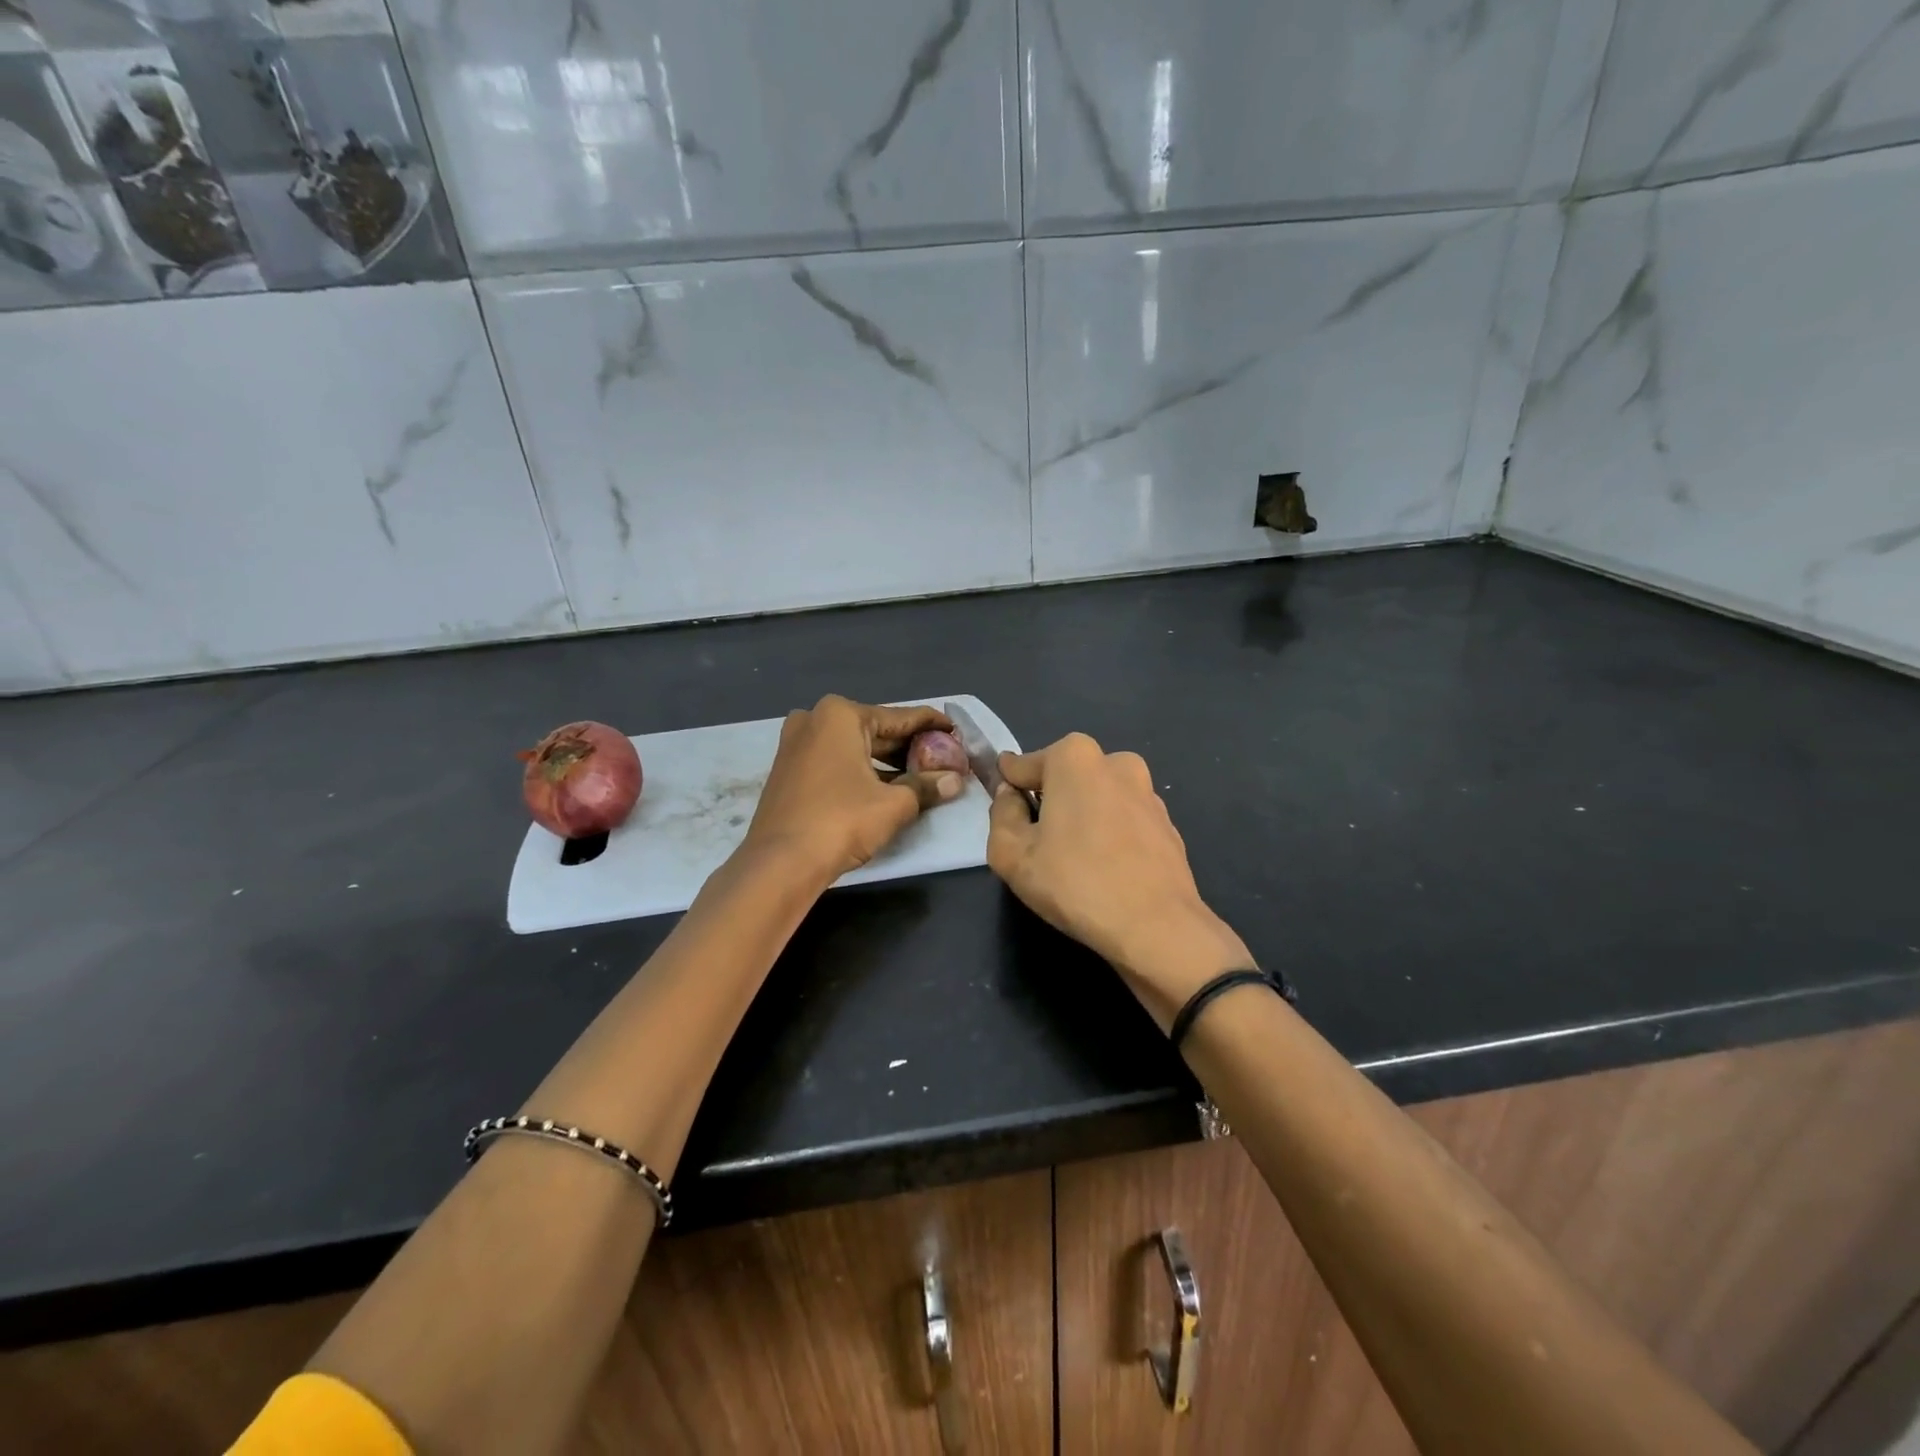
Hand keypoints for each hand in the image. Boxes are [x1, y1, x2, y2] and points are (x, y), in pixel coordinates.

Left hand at [742, 696, 963, 882]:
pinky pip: (836, 761)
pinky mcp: (789, 770)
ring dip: (886, 762)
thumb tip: (955, 781)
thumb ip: (926, 786)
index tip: (955, 729)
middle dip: (909, 746)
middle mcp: (814, 719)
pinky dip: (861, 770)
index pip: (899, 717)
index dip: (931, 725)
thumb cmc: (841, 821)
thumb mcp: (894, 804)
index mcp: (840, 715)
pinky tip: (887, 786)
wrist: (780, 863)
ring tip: (922, 775)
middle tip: (943, 758)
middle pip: (875, 730)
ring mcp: (796, 744)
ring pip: (854, 747)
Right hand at [987, 734, 1252, 1029]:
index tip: (1004, 812)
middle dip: (1048, 801)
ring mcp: (1147, 792)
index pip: (1023, 766)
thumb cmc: (1075, 883)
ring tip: (1073, 861)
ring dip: (1082, 818)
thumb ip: (1001, 814)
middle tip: (1037, 844)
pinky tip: (1105, 870)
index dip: (1009, 789)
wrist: (1157, 927)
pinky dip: (1110, 835)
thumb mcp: (1011, 854)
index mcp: (1074, 757)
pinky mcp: (1167, 823)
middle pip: (1064, 778)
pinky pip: (1123, 820)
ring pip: (1097, 798)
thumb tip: (1010, 796)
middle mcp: (1116, 762)